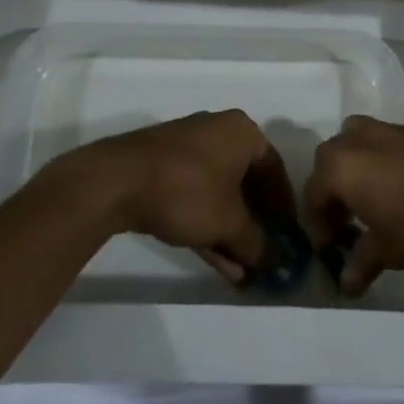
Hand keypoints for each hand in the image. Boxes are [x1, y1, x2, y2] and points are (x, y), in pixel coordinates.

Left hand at [59, 111, 294, 284]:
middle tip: (265, 255)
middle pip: (246, 182)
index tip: (288, 237)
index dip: (284, 206)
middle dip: (256, 224)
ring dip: (231, 232)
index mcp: (242, 132)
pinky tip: (217, 262)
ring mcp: (186, 150)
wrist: (115, 181)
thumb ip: (257, 243)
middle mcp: (217, 132)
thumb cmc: (186, 190)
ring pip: (219, 194)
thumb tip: (277, 263)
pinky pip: (196, 197)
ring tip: (242, 271)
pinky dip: (208, 225)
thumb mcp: (228, 222)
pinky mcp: (162, 169)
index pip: (274, 169)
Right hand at [302, 116, 403, 295]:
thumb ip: (362, 261)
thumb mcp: (388, 251)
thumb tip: (346, 283)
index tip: (330, 247)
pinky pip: (388, 141)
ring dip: (356, 164)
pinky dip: (384, 160)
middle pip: (331, 158)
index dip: (317, 222)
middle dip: (332, 187)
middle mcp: (361, 139)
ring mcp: (392, 131)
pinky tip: (403, 189)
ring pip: (358, 138)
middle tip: (347, 219)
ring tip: (372, 197)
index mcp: (342, 166)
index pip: (313, 192)